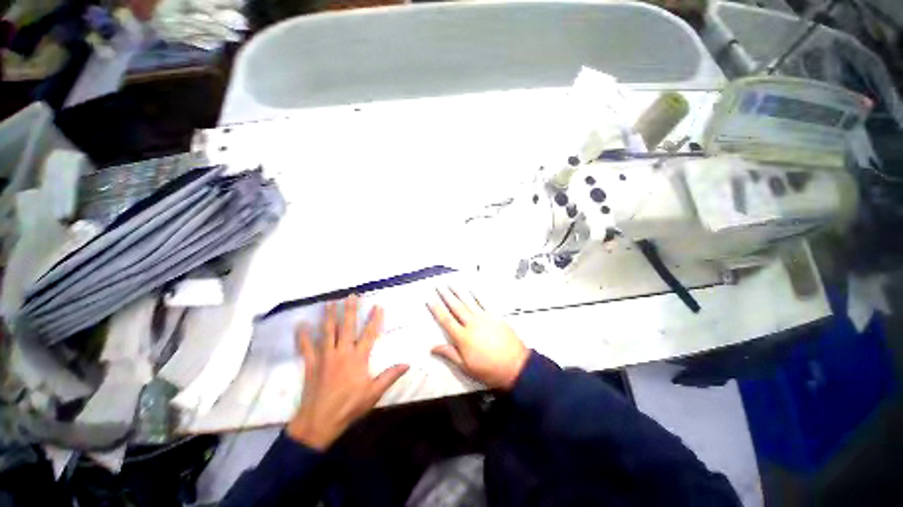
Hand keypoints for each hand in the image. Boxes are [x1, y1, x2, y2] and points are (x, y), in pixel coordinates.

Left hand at [287, 295, 408, 449]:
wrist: (318, 423)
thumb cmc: (349, 407)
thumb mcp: (373, 394)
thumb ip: (390, 376)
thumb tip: (407, 364)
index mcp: (358, 358)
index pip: (369, 334)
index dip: (374, 319)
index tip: (378, 306)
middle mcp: (342, 353)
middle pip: (347, 327)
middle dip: (350, 310)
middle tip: (351, 296)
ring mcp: (325, 357)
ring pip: (328, 332)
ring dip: (329, 316)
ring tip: (331, 302)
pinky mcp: (311, 364)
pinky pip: (306, 347)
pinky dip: (303, 336)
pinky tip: (301, 324)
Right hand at [428, 287, 529, 389]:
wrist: (515, 366)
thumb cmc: (489, 370)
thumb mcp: (466, 367)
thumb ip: (449, 354)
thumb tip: (433, 348)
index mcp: (463, 337)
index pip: (446, 320)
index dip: (437, 309)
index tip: (430, 300)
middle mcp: (472, 324)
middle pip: (456, 307)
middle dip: (446, 296)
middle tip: (439, 286)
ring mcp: (484, 318)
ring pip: (468, 302)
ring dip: (459, 292)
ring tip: (451, 284)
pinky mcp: (495, 316)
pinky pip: (484, 303)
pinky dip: (477, 295)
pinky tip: (472, 290)